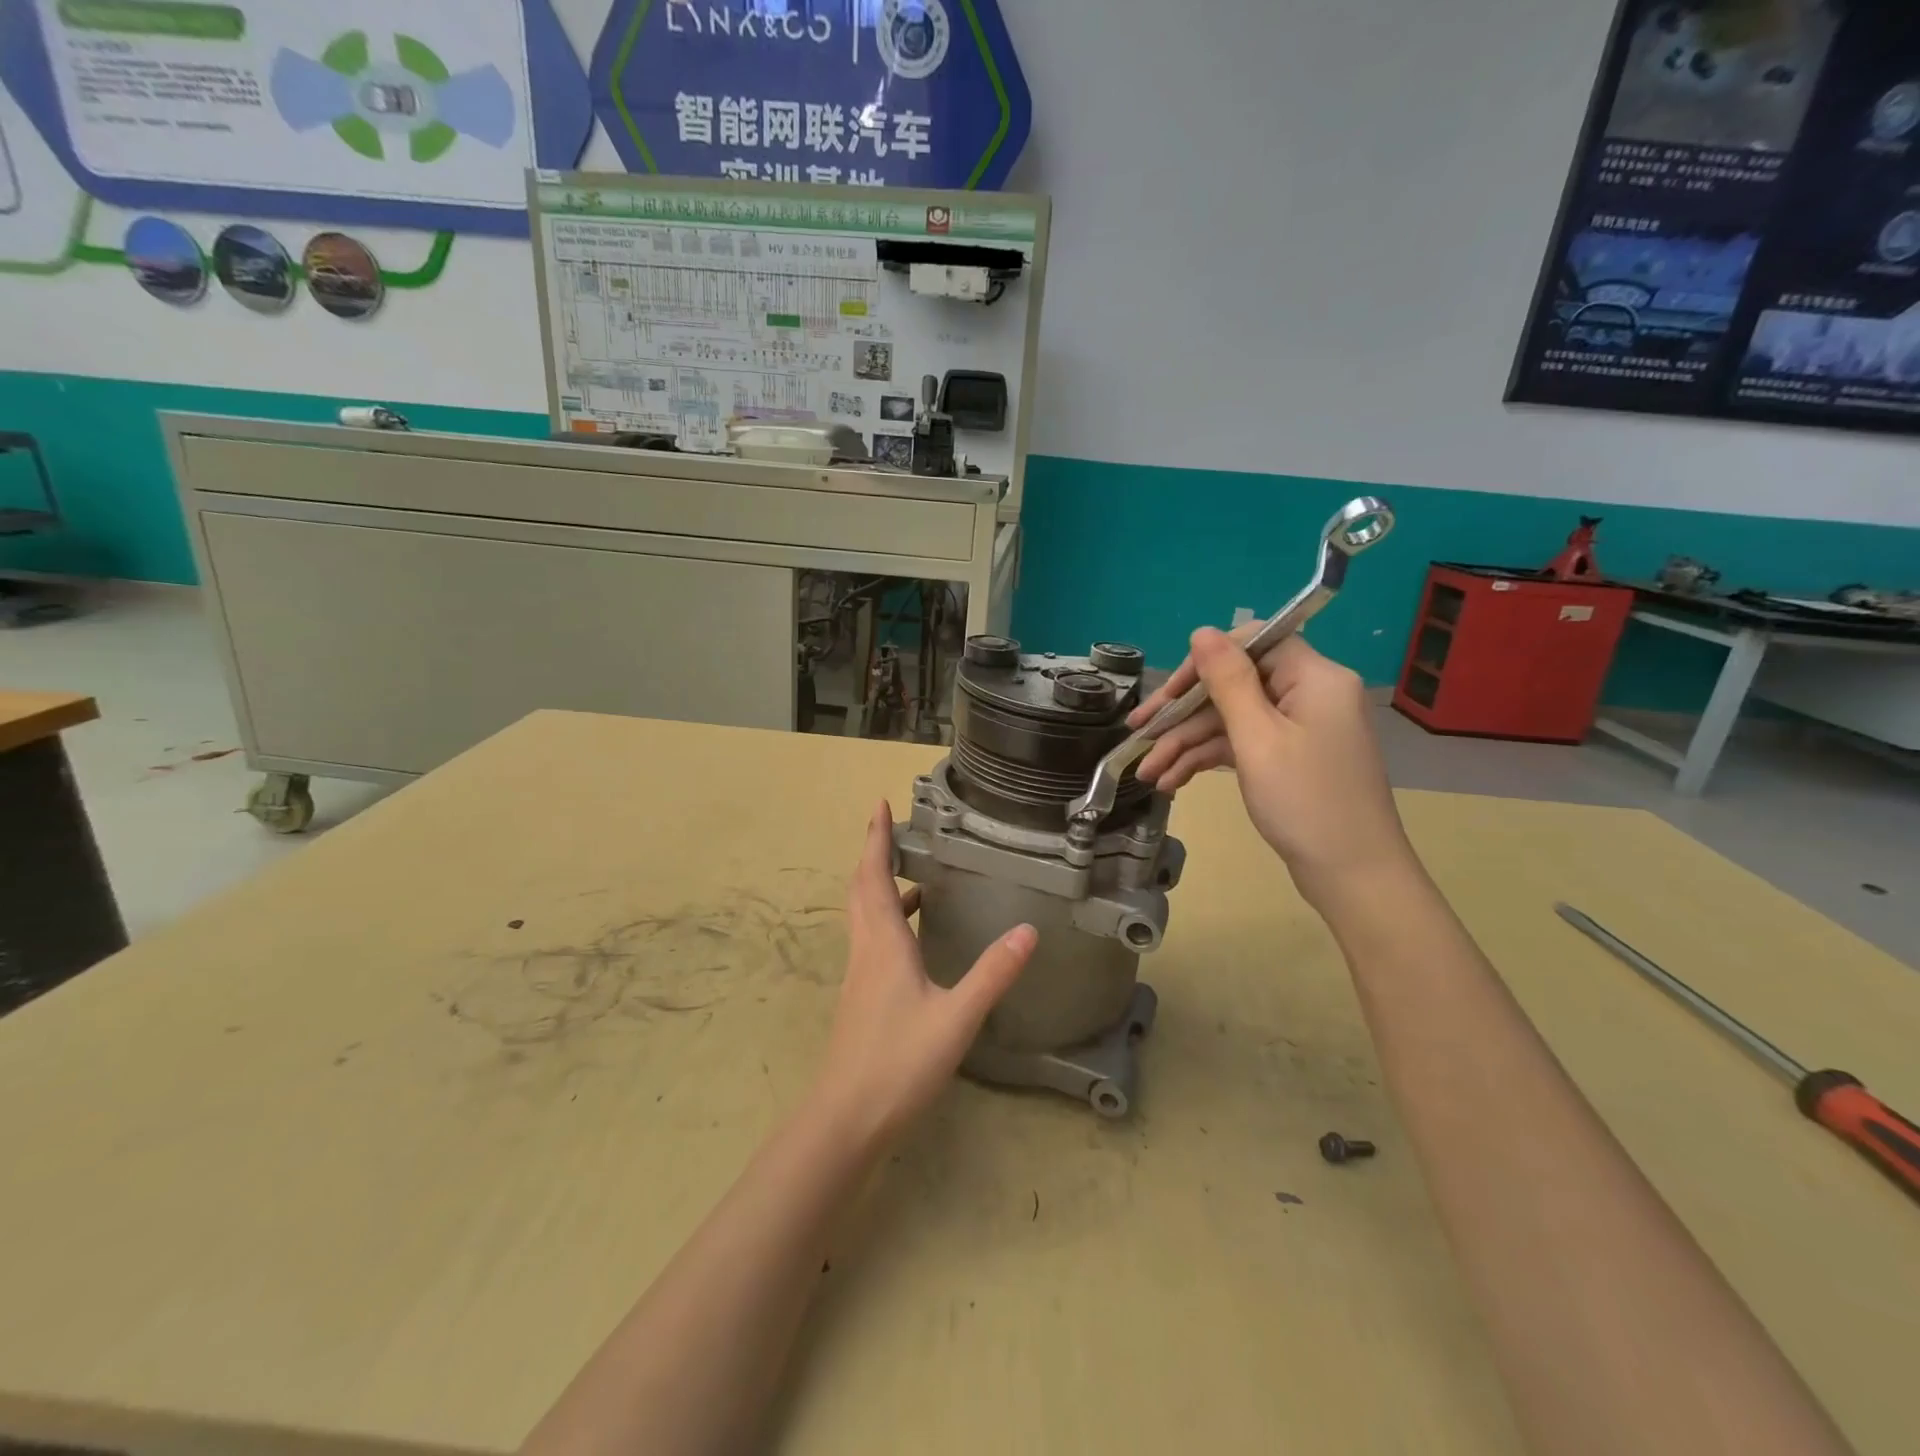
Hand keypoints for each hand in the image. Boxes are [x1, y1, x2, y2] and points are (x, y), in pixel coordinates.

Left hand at [809, 804, 1037, 1144]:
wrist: (846, 1117)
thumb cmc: (898, 1062)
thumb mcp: (956, 1017)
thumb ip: (992, 973)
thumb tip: (1028, 930)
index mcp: (883, 942)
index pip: (874, 875)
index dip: (875, 838)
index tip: (878, 805)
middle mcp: (866, 949)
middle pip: (862, 888)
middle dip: (873, 853)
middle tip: (891, 827)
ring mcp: (860, 974)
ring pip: (864, 914)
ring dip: (880, 885)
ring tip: (912, 873)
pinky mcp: (861, 996)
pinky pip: (871, 938)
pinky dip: (887, 918)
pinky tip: (912, 936)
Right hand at [1130, 629, 1412, 905]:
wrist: (1353, 876)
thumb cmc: (1306, 802)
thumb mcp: (1257, 738)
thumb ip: (1227, 681)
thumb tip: (1201, 632)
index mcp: (1314, 677)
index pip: (1252, 644)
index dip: (1205, 663)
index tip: (1167, 694)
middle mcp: (1308, 694)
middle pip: (1234, 686)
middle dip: (1182, 714)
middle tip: (1137, 732)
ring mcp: (1299, 728)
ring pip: (1231, 721)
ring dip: (1186, 745)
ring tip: (1147, 774)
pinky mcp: (1288, 758)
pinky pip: (1241, 745)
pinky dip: (1207, 761)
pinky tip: (1172, 782)